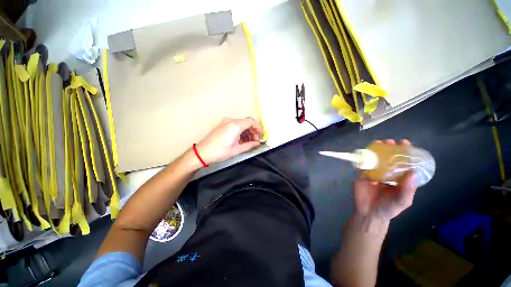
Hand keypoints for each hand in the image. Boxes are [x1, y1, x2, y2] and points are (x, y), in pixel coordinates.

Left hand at [195, 117, 263, 164]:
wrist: (203, 152)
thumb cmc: (220, 152)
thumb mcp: (237, 150)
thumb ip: (249, 145)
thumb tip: (257, 143)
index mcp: (235, 126)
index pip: (251, 121)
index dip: (258, 127)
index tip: (261, 135)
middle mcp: (231, 121)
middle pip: (247, 122)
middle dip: (253, 131)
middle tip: (255, 141)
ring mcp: (226, 122)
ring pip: (241, 124)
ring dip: (247, 132)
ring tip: (249, 142)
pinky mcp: (223, 125)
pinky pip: (235, 126)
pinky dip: (241, 132)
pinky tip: (242, 140)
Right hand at [353, 139, 416, 221]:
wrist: (369, 213)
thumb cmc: (388, 208)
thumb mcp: (403, 201)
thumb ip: (408, 189)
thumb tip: (412, 172)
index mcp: (398, 177)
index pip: (402, 162)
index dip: (404, 152)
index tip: (404, 143)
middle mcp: (386, 172)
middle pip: (388, 157)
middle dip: (389, 148)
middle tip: (389, 142)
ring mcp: (373, 172)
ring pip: (375, 159)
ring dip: (376, 150)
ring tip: (378, 143)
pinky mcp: (361, 174)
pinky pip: (362, 164)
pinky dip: (363, 158)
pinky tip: (365, 154)